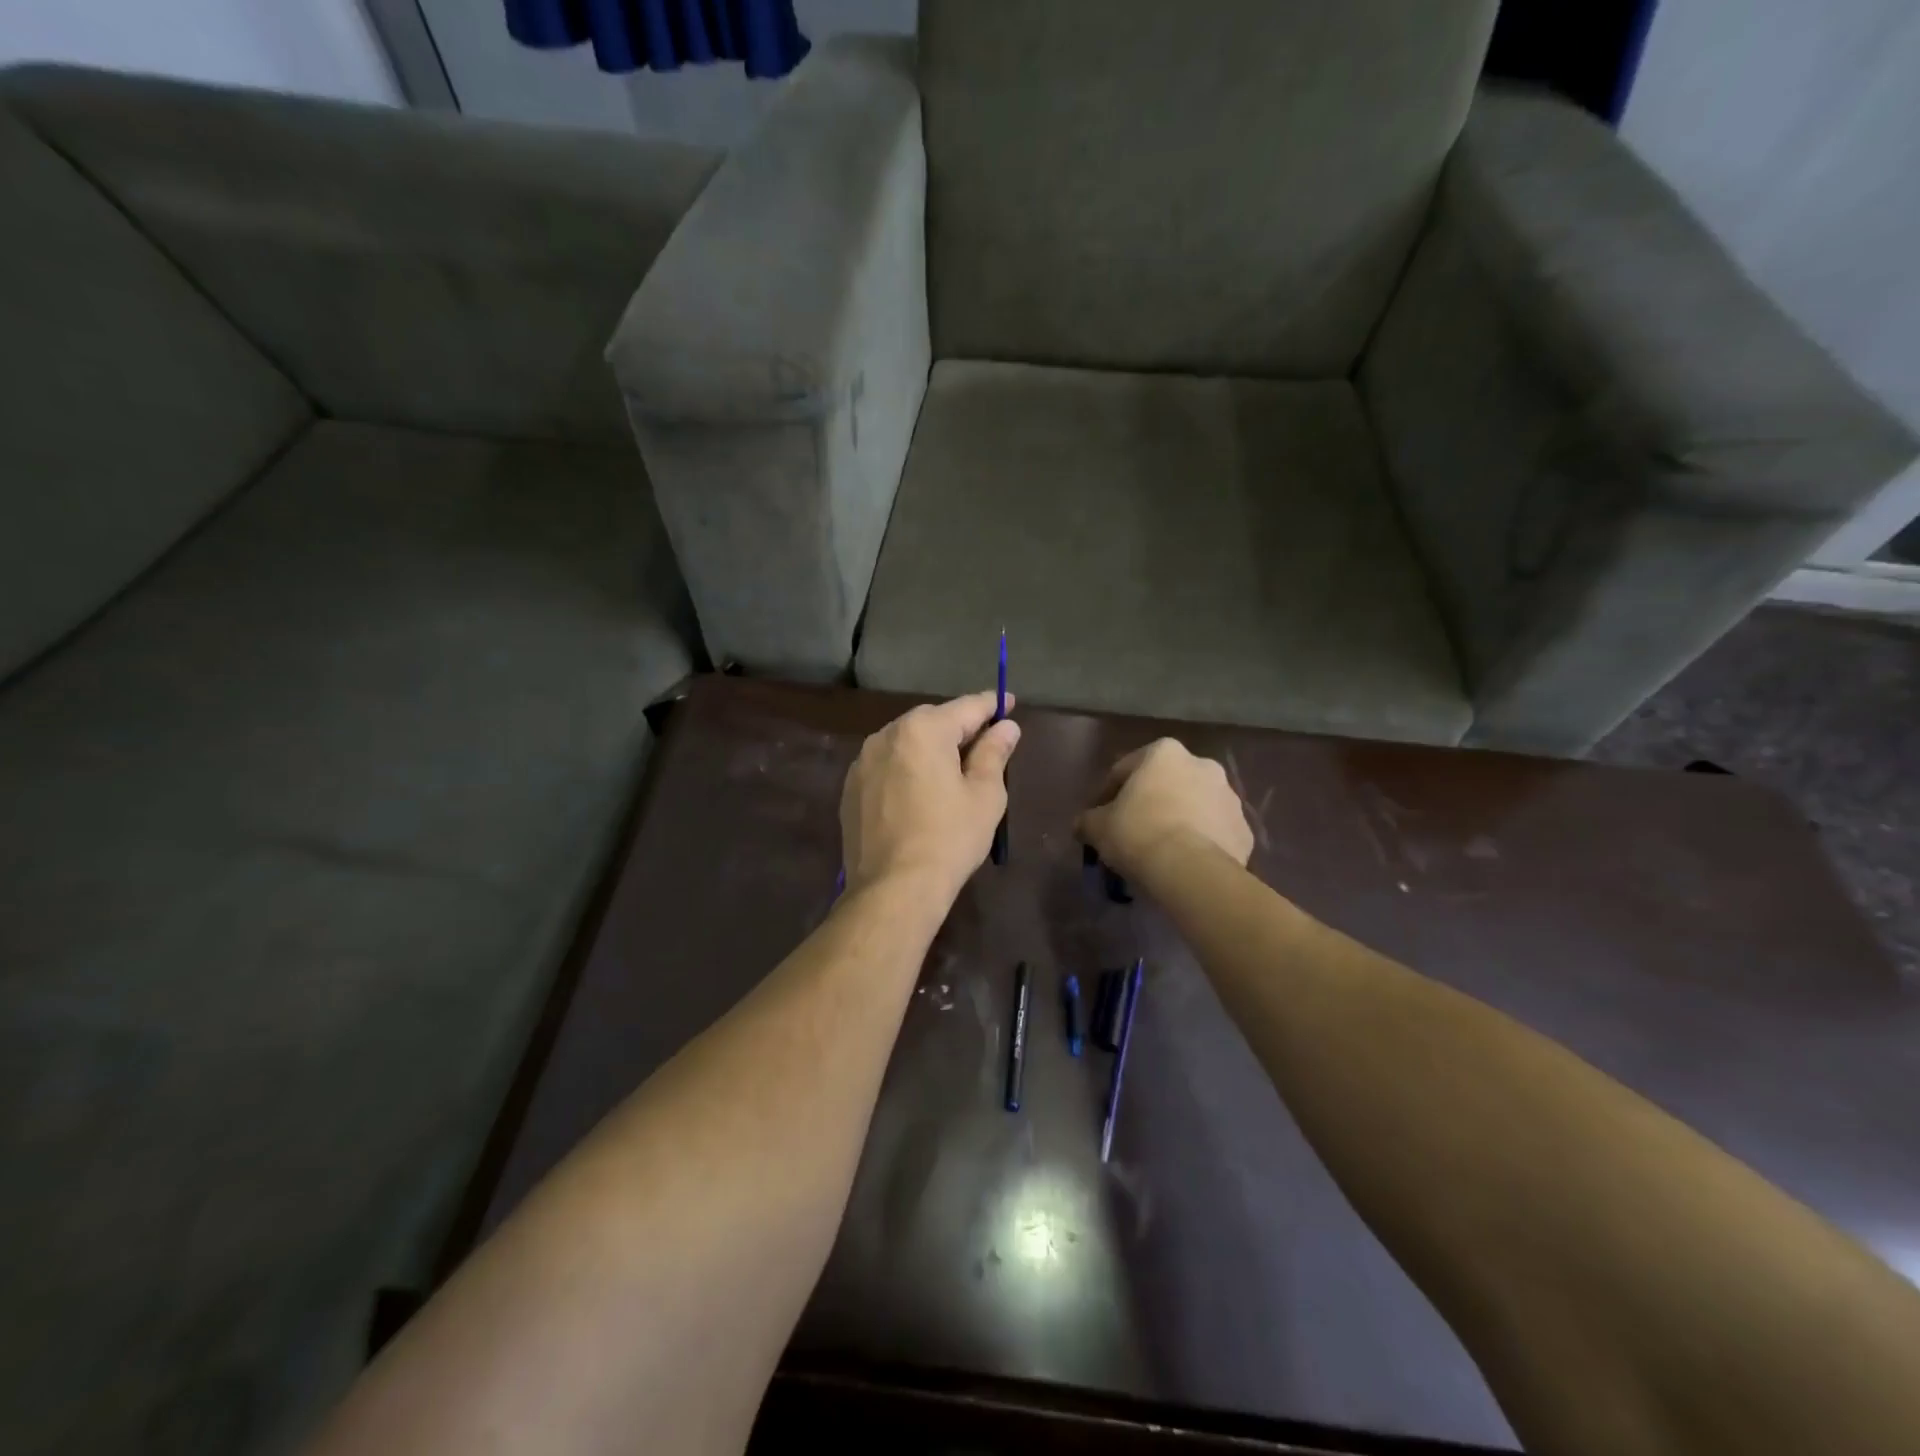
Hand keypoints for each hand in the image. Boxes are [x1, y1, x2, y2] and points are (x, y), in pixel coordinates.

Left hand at [840, 693, 1020, 900]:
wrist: (893, 888)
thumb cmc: (949, 838)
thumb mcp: (984, 795)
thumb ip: (994, 753)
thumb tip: (1006, 727)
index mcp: (923, 730)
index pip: (966, 707)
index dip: (992, 705)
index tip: (1008, 703)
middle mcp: (886, 735)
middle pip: (932, 721)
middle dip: (958, 728)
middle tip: (984, 744)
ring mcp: (862, 762)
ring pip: (905, 743)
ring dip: (929, 749)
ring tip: (951, 770)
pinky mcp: (850, 789)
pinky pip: (886, 766)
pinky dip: (905, 769)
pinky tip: (919, 793)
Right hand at [1076, 739, 1253, 883]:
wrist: (1191, 871)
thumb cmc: (1138, 834)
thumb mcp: (1097, 826)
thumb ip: (1088, 820)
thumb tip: (1083, 825)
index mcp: (1164, 753)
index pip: (1124, 770)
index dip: (1107, 795)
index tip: (1098, 818)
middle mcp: (1202, 764)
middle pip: (1165, 784)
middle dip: (1150, 804)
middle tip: (1131, 832)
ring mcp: (1229, 797)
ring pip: (1194, 807)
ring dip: (1178, 820)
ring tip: (1160, 850)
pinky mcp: (1244, 830)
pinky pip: (1214, 833)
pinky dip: (1200, 842)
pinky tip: (1184, 863)